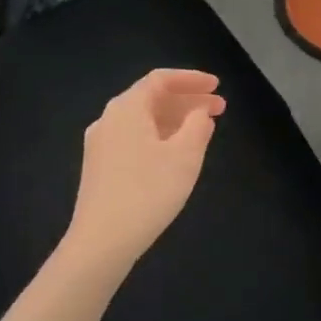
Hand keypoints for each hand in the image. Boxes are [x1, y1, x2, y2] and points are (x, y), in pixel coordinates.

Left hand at [61, 69, 224, 273]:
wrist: (101, 242)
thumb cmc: (148, 191)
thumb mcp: (185, 155)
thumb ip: (198, 125)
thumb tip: (199, 113)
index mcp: (127, 108)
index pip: (161, 80)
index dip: (191, 79)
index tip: (217, 86)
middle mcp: (109, 119)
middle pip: (152, 98)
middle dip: (187, 100)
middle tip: (220, 108)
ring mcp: (101, 145)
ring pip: (144, 120)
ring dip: (175, 119)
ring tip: (204, 129)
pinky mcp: (100, 167)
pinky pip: (135, 138)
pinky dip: (160, 135)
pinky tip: (177, 152)